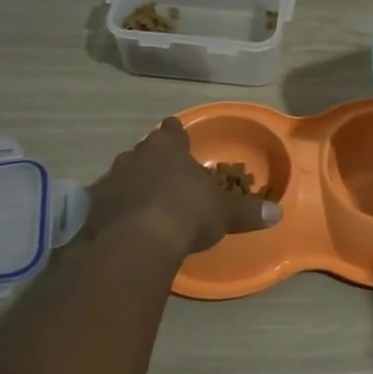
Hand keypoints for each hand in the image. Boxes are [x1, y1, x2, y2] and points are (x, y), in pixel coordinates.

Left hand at [86, 118, 281, 256]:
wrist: (138, 244)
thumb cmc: (186, 213)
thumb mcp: (224, 213)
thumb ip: (248, 210)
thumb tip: (277, 213)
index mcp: (167, 147)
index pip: (172, 130)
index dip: (177, 135)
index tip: (181, 140)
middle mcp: (136, 155)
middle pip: (146, 151)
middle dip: (156, 161)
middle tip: (170, 176)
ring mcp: (111, 179)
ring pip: (126, 174)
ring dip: (136, 184)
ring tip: (149, 201)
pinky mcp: (95, 207)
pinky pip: (111, 201)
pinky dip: (120, 208)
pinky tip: (130, 223)